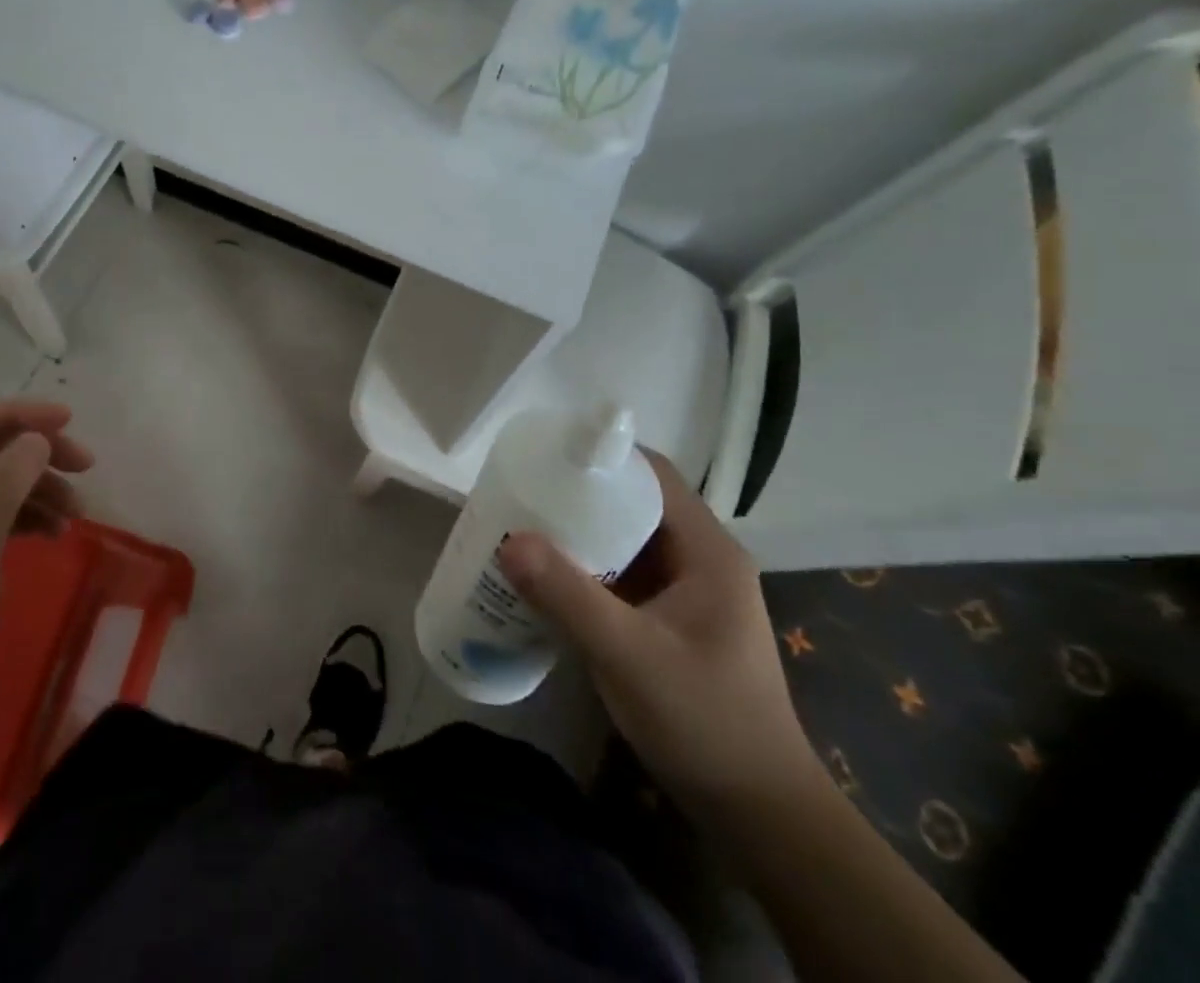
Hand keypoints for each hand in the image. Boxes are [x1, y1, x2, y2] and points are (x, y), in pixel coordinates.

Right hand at [498, 449, 818, 817]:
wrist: (757, 814)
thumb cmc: (706, 723)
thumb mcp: (631, 656)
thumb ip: (569, 596)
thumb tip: (508, 541)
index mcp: (707, 552)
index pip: (651, 475)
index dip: (602, 455)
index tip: (545, 452)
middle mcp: (697, 560)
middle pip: (631, 502)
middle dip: (576, 493)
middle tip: (519, 490)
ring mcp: (682, 591)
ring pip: (621, 538)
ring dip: (574, 530)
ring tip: (518, 524)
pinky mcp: (664, 619)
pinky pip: (617, 573)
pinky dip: (581, 566)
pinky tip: (540, 575)